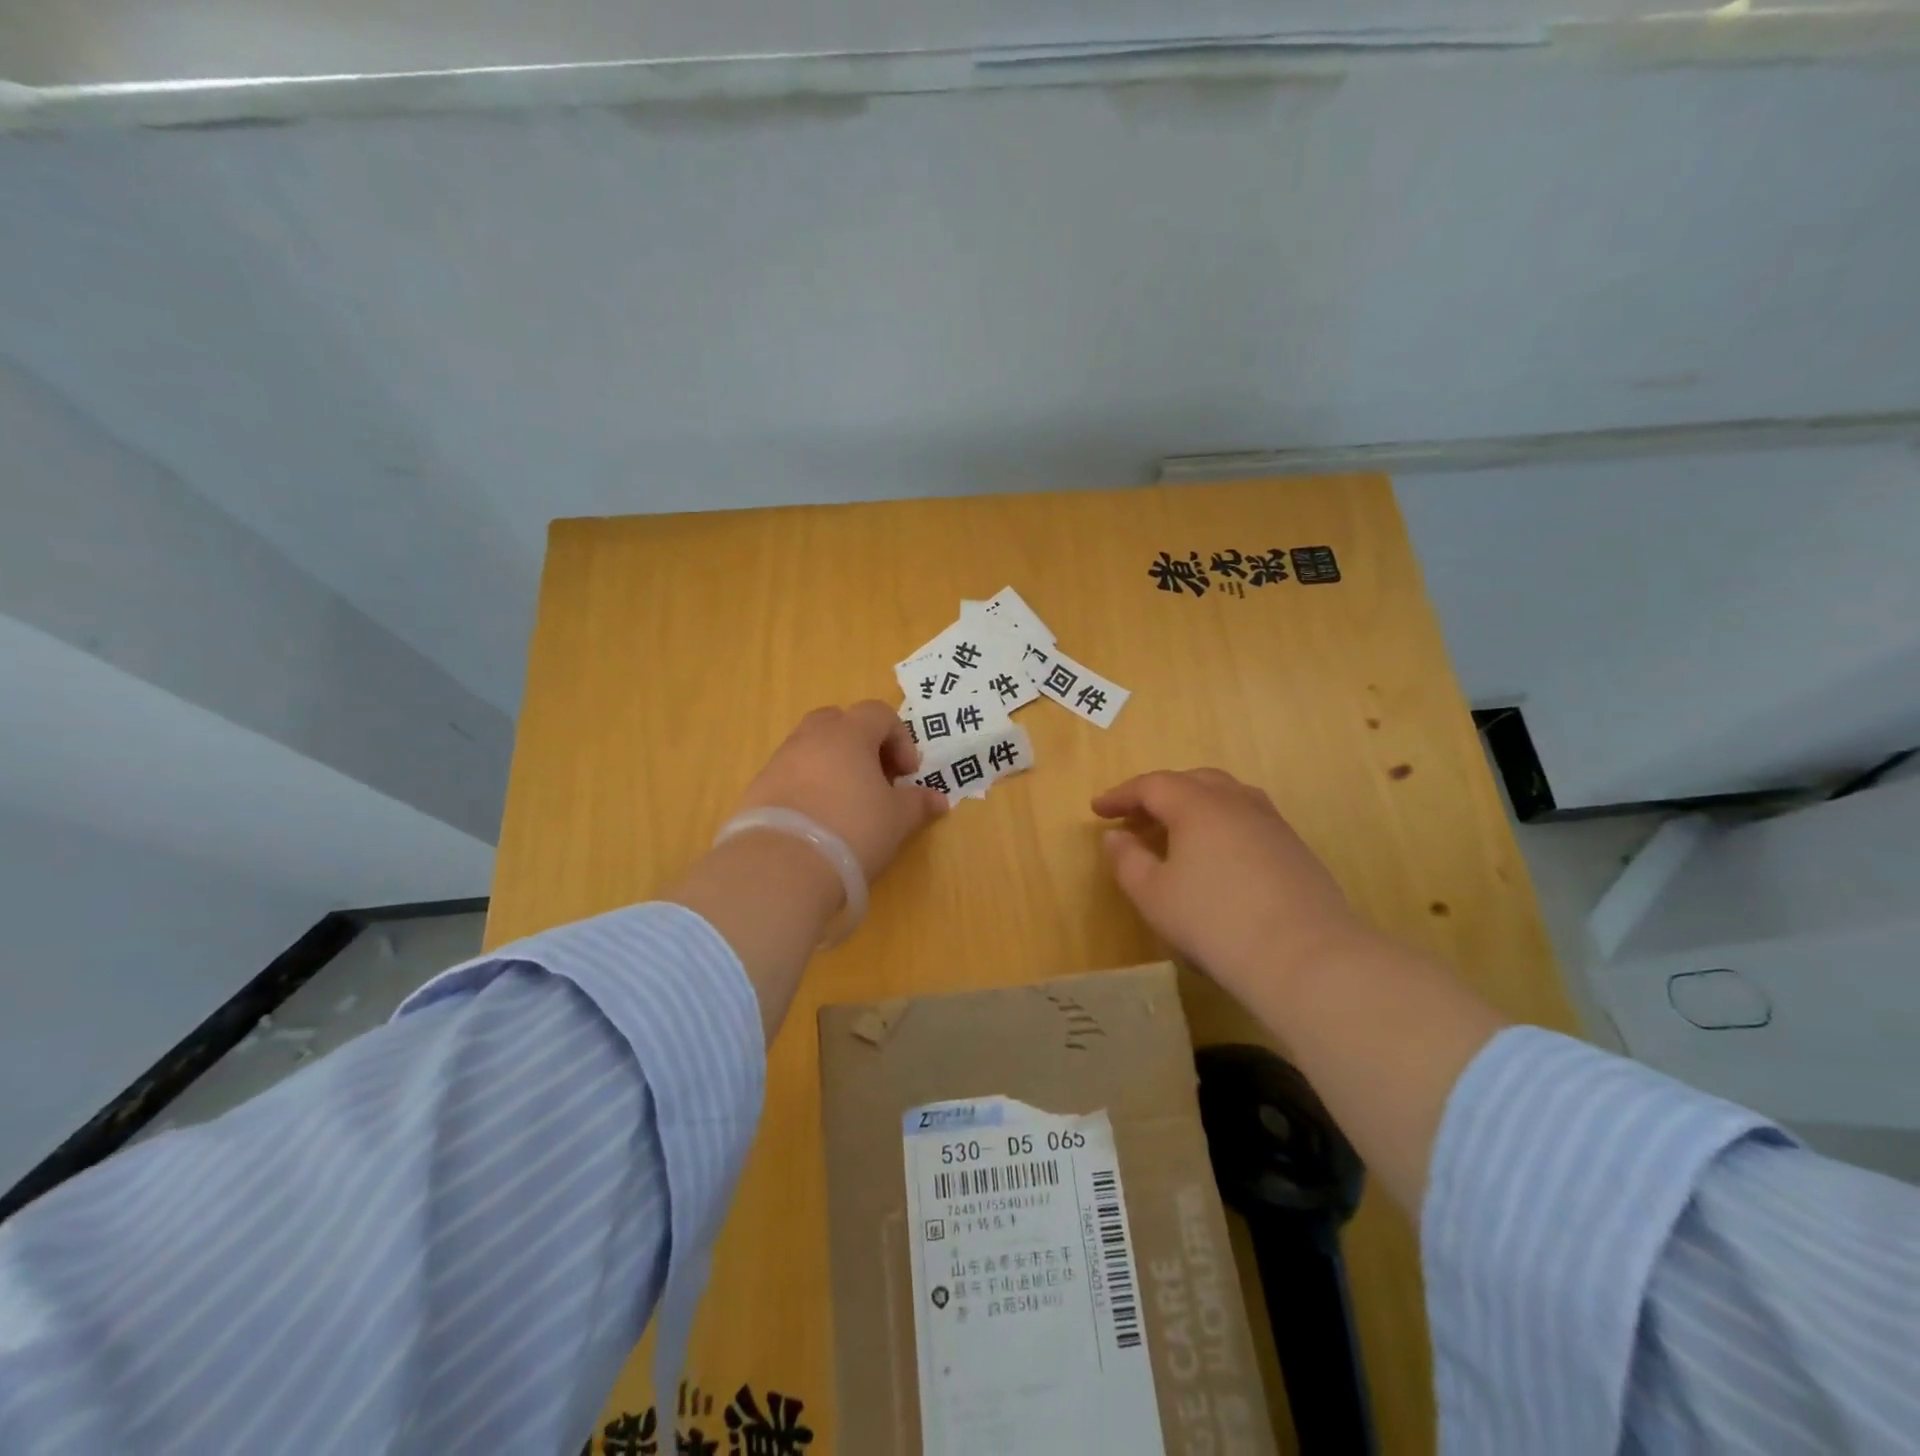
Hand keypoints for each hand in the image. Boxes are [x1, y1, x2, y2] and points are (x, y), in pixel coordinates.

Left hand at [730, 701, 947, 882]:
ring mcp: (779, 761)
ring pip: (812, 747)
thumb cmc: (853, 830)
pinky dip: (808, 787)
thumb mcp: (898, 819)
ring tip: (847, 803)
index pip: (878, 713)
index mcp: (848, 733)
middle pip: (839, 721)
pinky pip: (790, 775)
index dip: (900, 738)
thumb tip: (938, 799)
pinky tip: (818, 821)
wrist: (781, 867)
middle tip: (876, 778)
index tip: (907, 774)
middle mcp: (810, 737)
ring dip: (833, 765)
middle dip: (862, 743)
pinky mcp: (758, 788)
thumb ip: (918, 803)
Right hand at [1093, 768, 1370, 1004]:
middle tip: (1137, 816)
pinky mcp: (1296, 850)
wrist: (1306, 957)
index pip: (1152, 785)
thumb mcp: (1153, 895)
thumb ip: (1127, 860)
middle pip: (1193, 781)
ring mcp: (1272, 824)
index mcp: (1198, 805)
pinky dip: (1222, 825)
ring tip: (1177, 830)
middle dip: (1160, 794)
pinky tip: (1218, 856)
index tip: (1097, 809)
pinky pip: (1249, 820)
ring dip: (1195, 806)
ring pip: (1227, 797)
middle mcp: (1237, 802)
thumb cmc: (1214, 921)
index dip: (1121, 795)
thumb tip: (1116, 836)